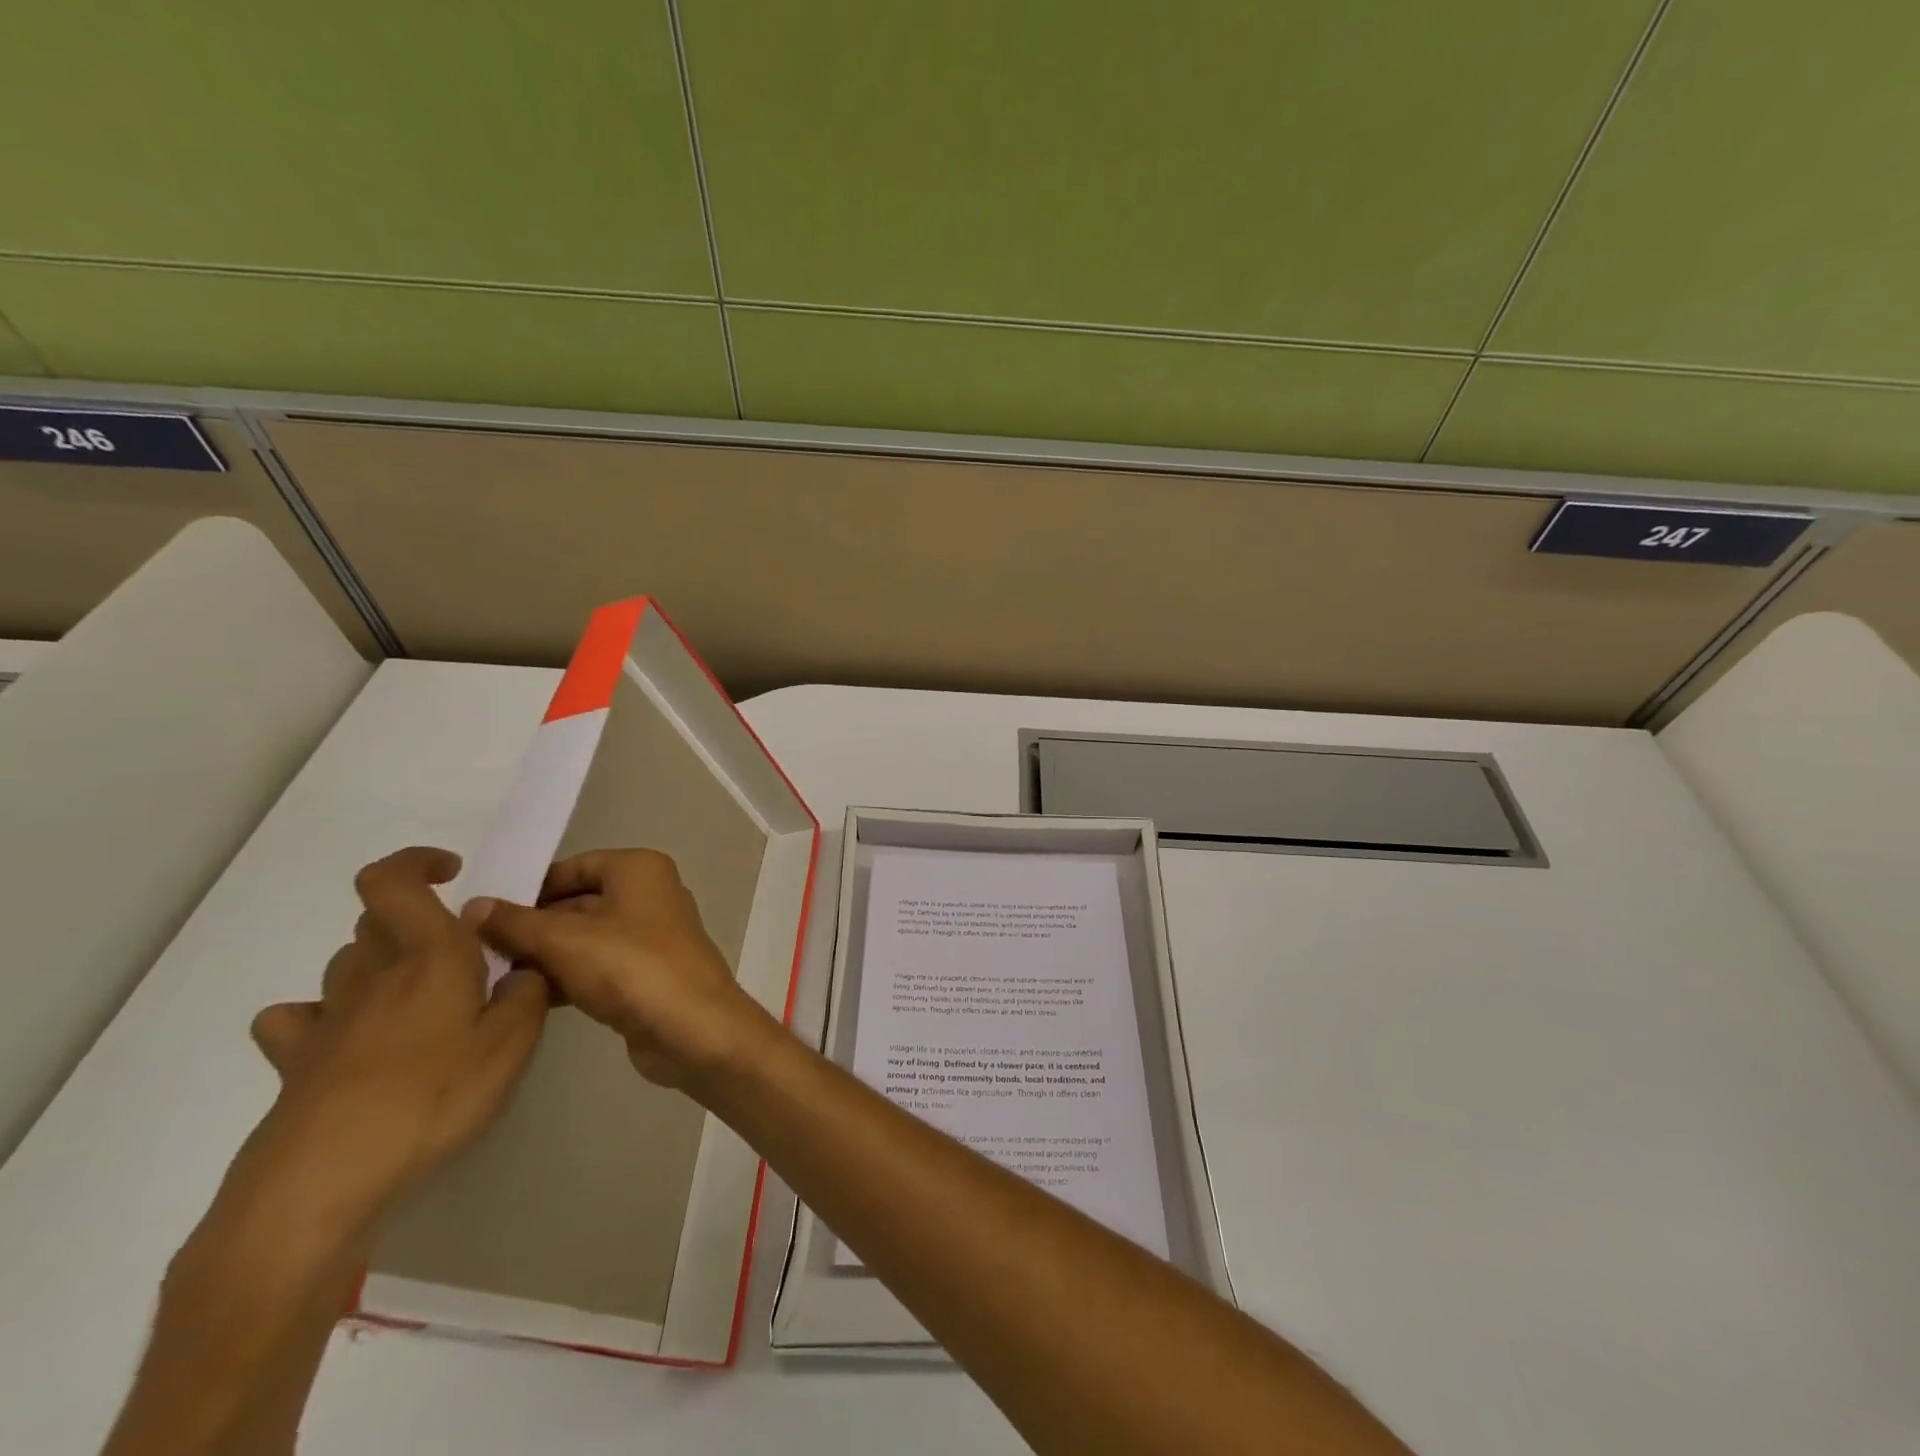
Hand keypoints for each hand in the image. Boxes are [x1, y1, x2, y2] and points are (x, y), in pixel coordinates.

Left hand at [245, 847, 549, 1225]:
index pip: (393, 881)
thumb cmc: (433, 1096)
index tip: (455, 872)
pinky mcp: (296, 1062)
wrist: (323, 1181)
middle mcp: (373, 974)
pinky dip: (325, 1017)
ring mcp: (327, 1018)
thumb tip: (524, 969)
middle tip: (462, 955)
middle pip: (376, 920)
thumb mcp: (513, 1043)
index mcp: (428, 955)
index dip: (417, 862)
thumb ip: (530, 992)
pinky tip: (351, 1040)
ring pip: (349, 963)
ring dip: (383, 964)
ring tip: (423, 1001)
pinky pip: (301, 1020)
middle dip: (417, 921)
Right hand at [474, 848, 773, 1090]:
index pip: (573, 867)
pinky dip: (567, 977)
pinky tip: (525, 998)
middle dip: (532, 926)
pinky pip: (598, 966)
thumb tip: (473, 905)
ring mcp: (651, 936)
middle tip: (475, 951)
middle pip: (578, 903)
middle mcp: (650, 894)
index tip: (481, 914)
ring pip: (585, 938)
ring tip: (490, 977)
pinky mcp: (647, 974)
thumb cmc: (631, 967)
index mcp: (639, 869)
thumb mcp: (565, 940)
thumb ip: (516, 923)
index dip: (529, 888)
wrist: (693, 1028)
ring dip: (544, 956)